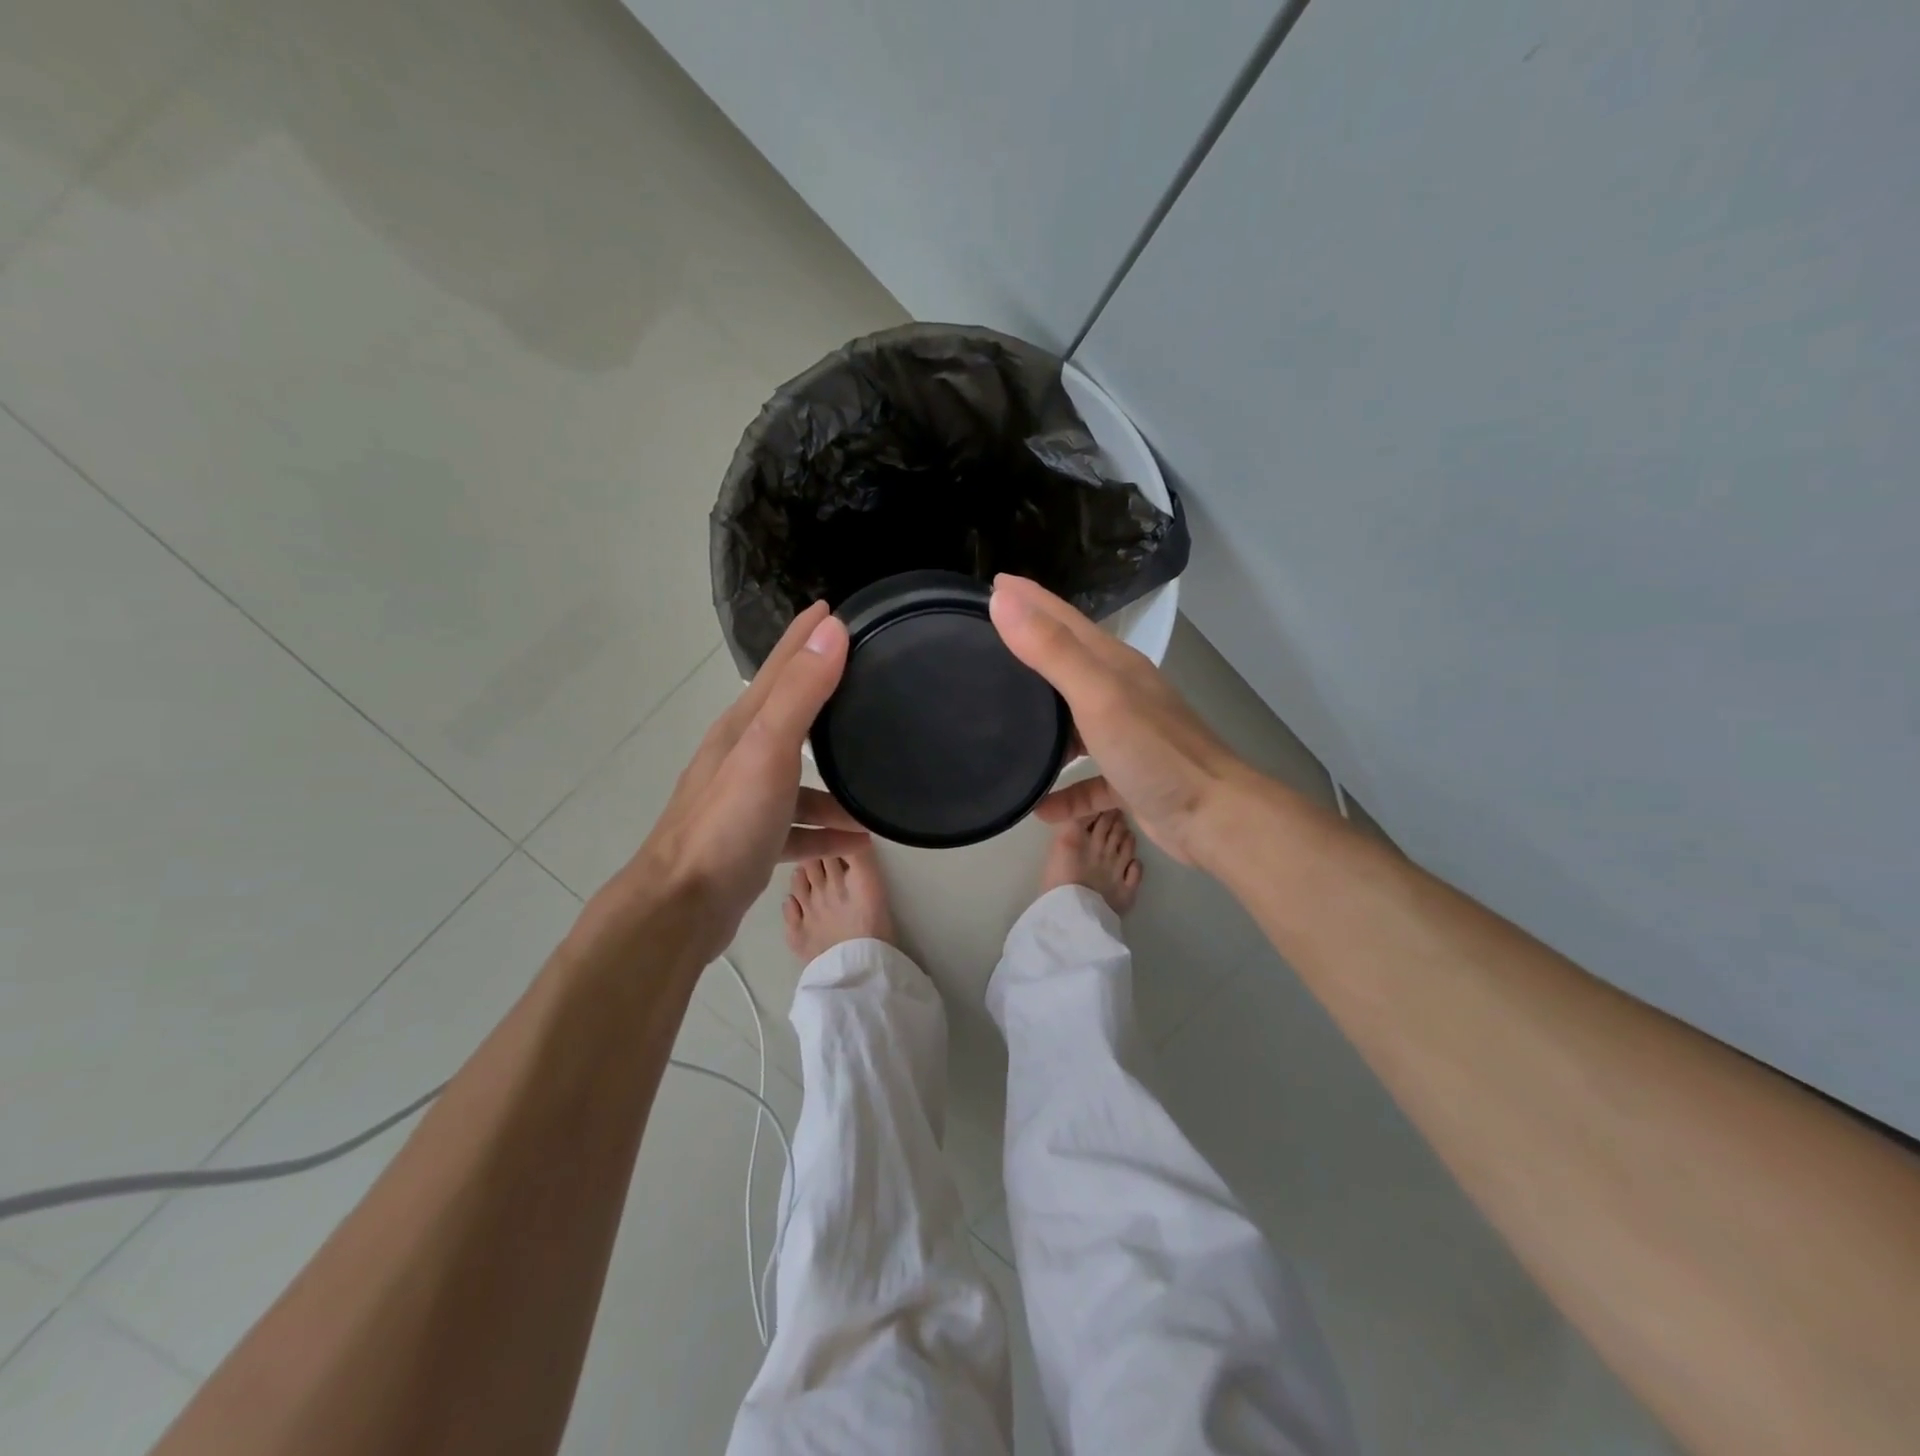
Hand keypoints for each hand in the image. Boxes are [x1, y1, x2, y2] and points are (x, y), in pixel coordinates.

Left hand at [586, 602, 867, 958]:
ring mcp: (745, 801)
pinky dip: (825, 830)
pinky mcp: (751, 840)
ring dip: (835, 784)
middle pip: (792, 716)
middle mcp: (742, 756)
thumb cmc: (727, 824)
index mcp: (743, 728)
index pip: (780, 667)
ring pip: (799, 779)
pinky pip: (798, 825)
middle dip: (825, 697)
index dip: (805, 637)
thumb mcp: (768, 750)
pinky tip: (856, 841)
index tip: (831, 609)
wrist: (682, 907)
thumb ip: (801, 693)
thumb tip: (831, 630)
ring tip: (876, 794)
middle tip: (866, 682)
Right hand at [989, 575, 1243, 863]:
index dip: (1029, 599)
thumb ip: (1052, 650)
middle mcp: (1119, 693)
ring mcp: (1126, 736)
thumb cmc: (1154, 752)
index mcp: (1113, 665)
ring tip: (1001, 725)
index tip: (992, 583)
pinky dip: (1065, 791)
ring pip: (1074, 723)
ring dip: (1043, 725)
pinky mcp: (1129, 778)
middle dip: (1028, 654)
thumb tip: (1003, 598)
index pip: (1063, 619)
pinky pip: (1087, 781)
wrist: (1213, 817)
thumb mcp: (1098, 695)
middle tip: (984, 648)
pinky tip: (1038, 807)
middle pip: (1066, 665)